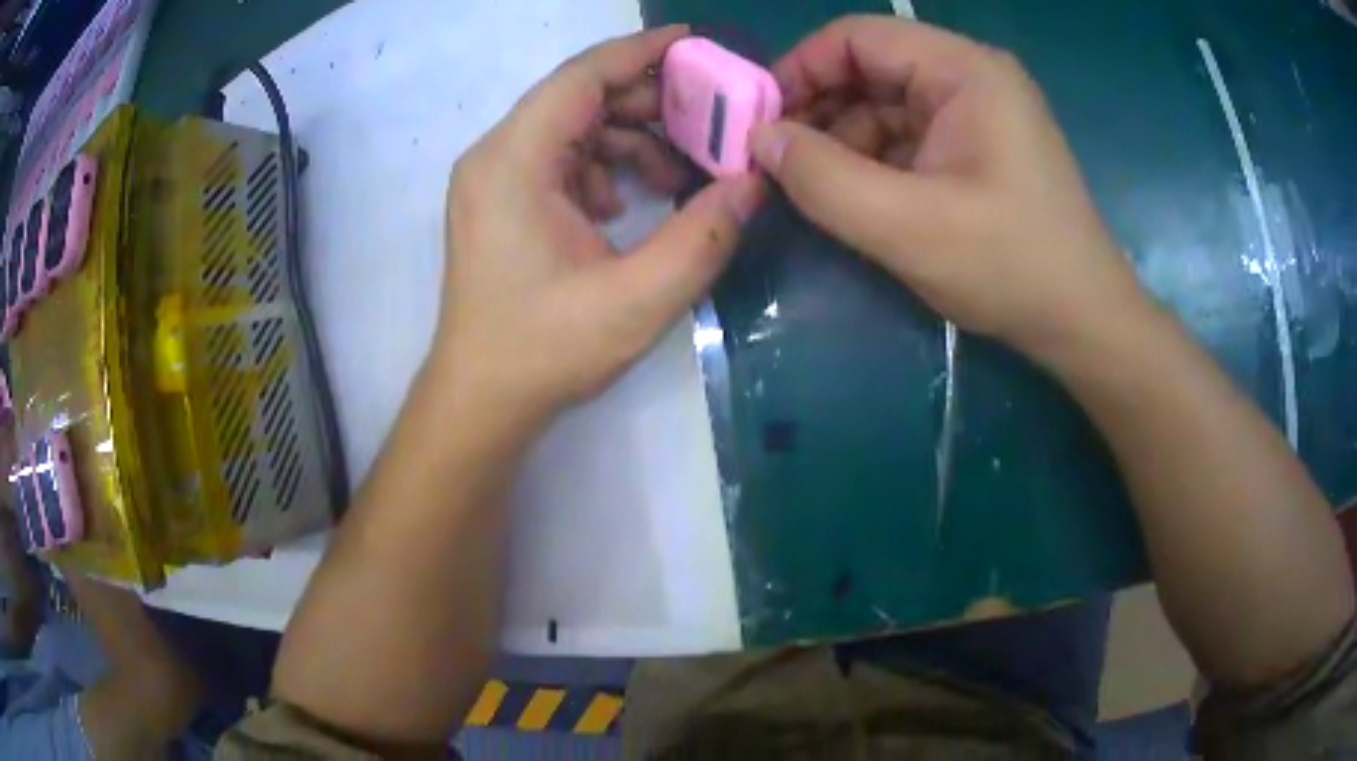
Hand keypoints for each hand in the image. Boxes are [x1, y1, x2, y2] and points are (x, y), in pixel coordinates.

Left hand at [438, 25, 762, 422]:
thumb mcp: (638, 298)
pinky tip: (625, 206)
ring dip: (628, 139)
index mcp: (513, 163)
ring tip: (676, 177)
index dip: (642, 51)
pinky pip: (557, 158)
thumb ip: (704, 235)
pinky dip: (601, 166)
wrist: (480, 399)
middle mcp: (494, 156)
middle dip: (647, 101)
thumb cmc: (545, 351)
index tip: (698, 43)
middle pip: (577, 97)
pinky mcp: (499, 201)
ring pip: (570, 126)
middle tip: (709, 120)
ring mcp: (492, 179)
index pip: (582, 77)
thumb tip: (754, 180)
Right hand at [751, 16, 1144, 362]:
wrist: (1083, 322)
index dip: (799, 68)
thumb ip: (823, 178)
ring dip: (842, 141)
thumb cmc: (1010, 267)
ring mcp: (978, 115)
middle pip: (871, 69)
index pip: (858, 37)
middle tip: (774, 159)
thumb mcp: (906, 226)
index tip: (758, 120)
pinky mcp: (978, 150)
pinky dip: (873, 162)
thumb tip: (761, 140)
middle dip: (818, 109)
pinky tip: (853, 197)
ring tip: (809, 187)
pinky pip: (909, 139)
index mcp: (964, 71)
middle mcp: (971, 78)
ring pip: (886, 107)